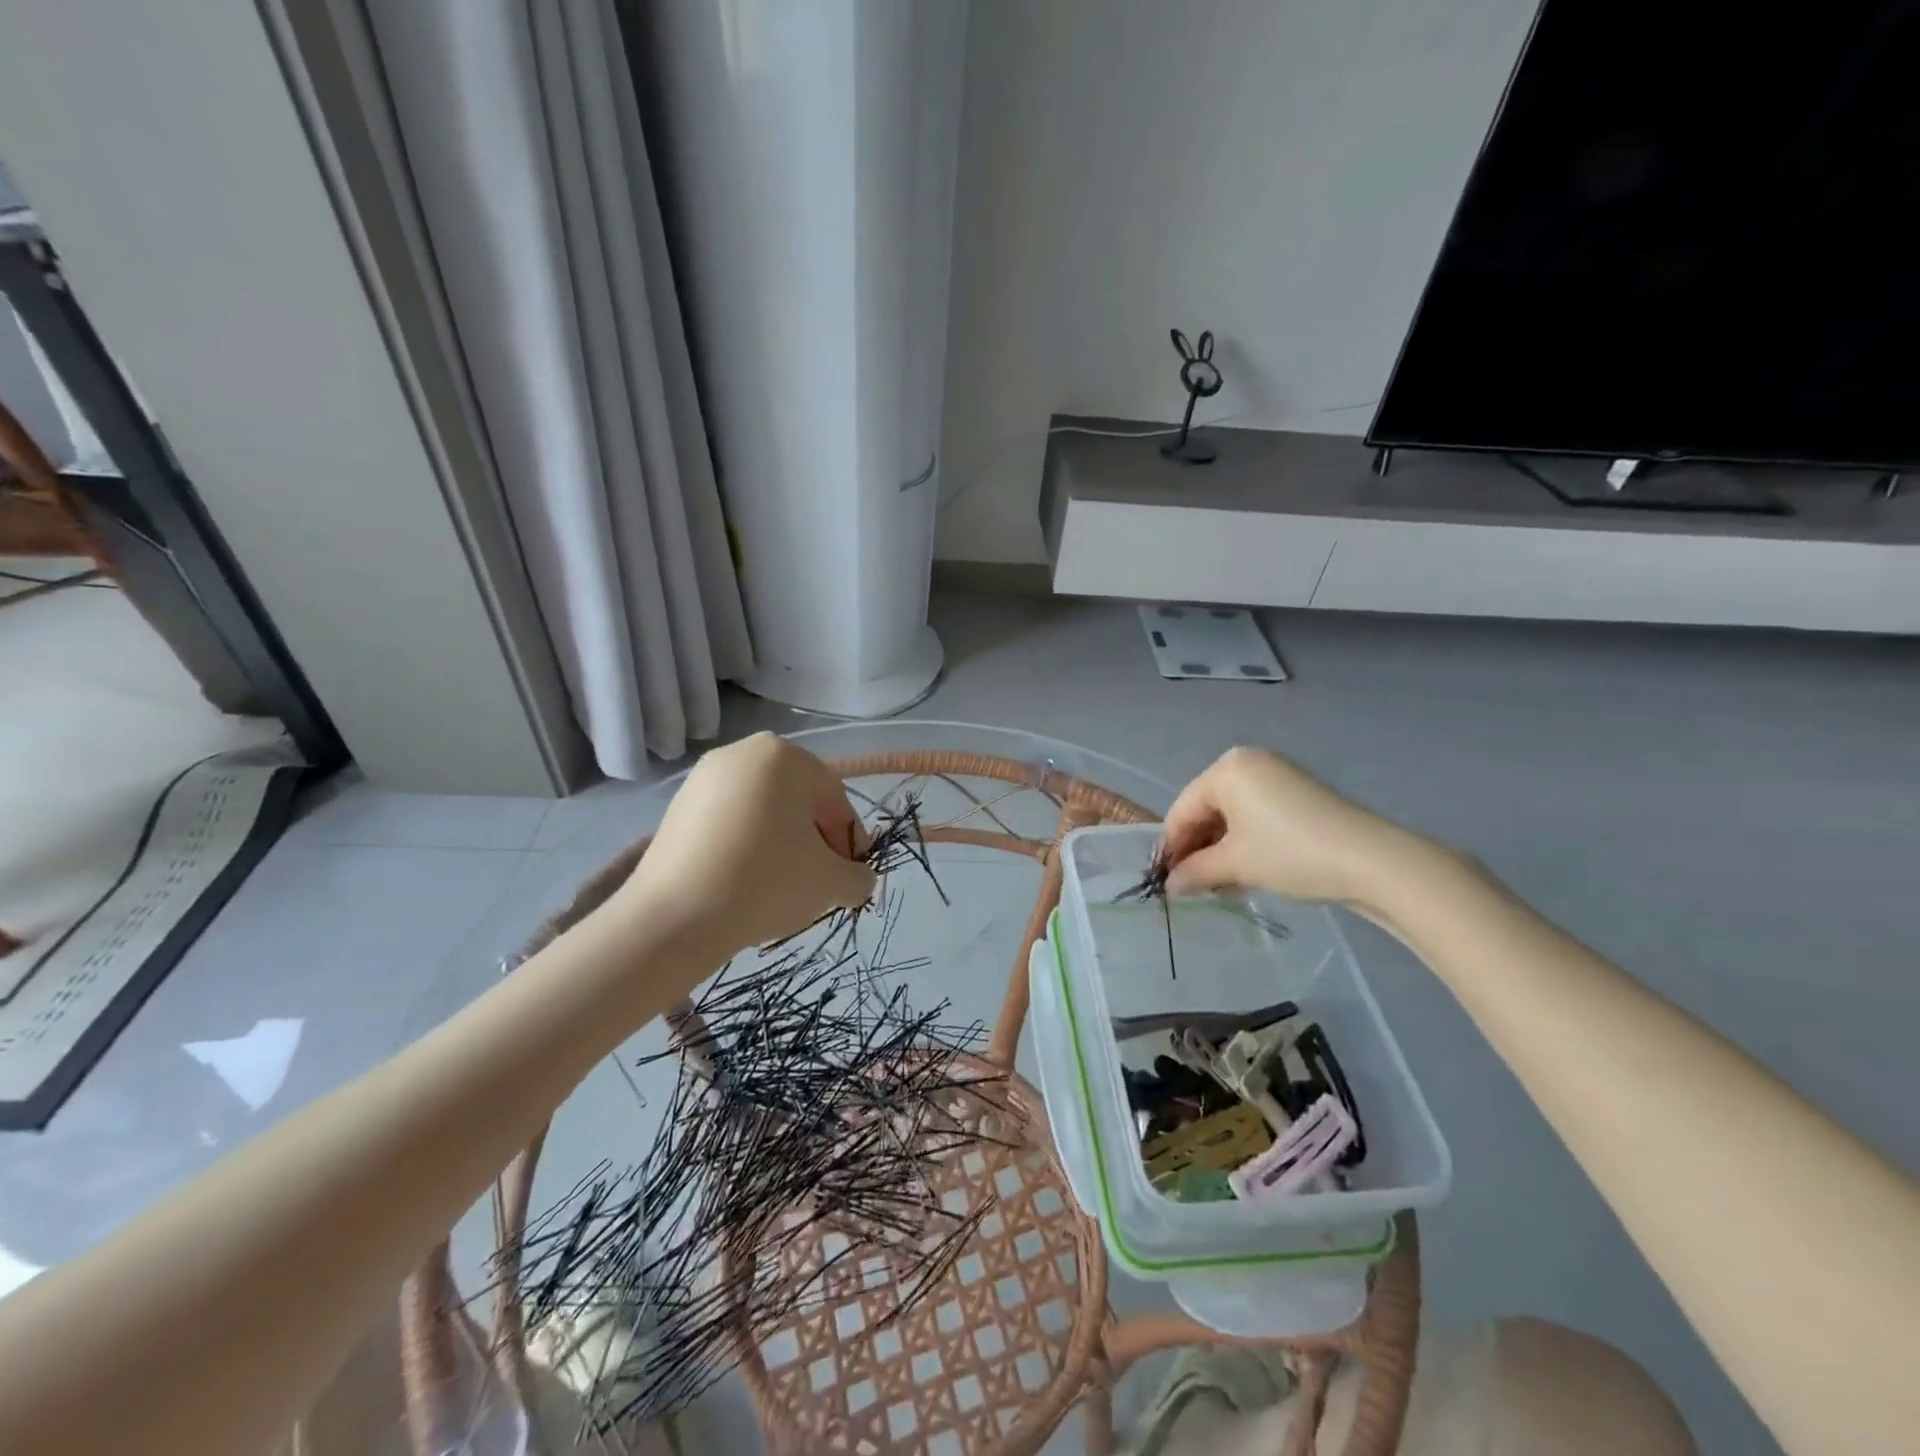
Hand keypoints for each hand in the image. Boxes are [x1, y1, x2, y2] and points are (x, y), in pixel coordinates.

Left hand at [613, 733, 875, 958]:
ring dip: (782, 842)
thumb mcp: (831, 883)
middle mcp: (743, 752)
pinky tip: (745, 881)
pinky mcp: (677, 805)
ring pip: (763, 809)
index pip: (834, 798)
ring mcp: (704, 777)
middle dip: (815, 839)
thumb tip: (858, 879)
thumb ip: (859, 876)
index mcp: (785, 756)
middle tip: (819, 881)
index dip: (850, 840)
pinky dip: (746, 844)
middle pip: (798, 799)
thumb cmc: (766, 883)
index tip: (850, 876)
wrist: (673, 918)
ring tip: (781, 886)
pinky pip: (729, 820)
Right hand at [1162, 747, 1428, 912]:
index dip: (1172, 848)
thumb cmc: (1290, 854)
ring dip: (1220, 850)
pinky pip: (1256, 816)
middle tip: (1192, 886)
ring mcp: (1276, 776)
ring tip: (1219, 885)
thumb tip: (1170, 886)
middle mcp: (1248, 763)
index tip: (1166, 882)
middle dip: (1197, 849)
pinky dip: (1245, 843)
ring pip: (1232, 816)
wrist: (1372, 861)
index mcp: (1226, 769)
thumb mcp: (1236, 865)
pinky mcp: (1298, 794)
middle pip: (1206, 809)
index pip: (1183, 810)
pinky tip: (1246, 872)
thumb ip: (1195, 872)